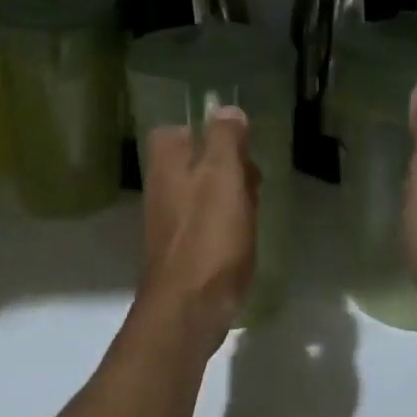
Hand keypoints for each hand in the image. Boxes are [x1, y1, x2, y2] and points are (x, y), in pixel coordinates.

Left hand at [132, 108, 258, 362]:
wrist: (190, 307)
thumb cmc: (208, 234)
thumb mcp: (223, 175)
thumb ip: (225, 138)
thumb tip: (226, 109)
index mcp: (166, 162)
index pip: (182, 129)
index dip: (213, 134)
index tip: (239, 147)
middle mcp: (162, 186)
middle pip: (198, 160)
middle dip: (230, 166)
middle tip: (253, 181)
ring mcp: (171, 219)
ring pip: (207, 191)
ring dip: (234, 196)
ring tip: (254, 211)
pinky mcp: (184, 247)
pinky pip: (209, 222)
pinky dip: (229, 224)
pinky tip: (246, 237)